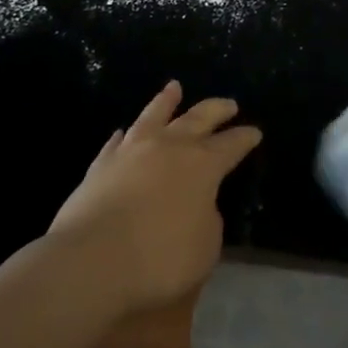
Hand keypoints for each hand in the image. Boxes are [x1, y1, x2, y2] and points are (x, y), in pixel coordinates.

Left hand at [46, 81, 261, 314]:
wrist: (92, 260)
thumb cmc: (160, 258)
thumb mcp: (205, 248)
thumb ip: (208, 220)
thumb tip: (200, 205)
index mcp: (203, 165)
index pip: (231, 145)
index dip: (245, 138)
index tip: (255, 132)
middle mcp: (170, 147)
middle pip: (198, 118)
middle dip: (217, 109)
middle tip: (229, 104)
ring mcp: (132, 151)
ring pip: (154, 115)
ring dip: (167, 101)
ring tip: (175, 87)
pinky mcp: (101, 164)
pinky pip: (116, 142)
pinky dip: (124, 135)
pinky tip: (123, 132)